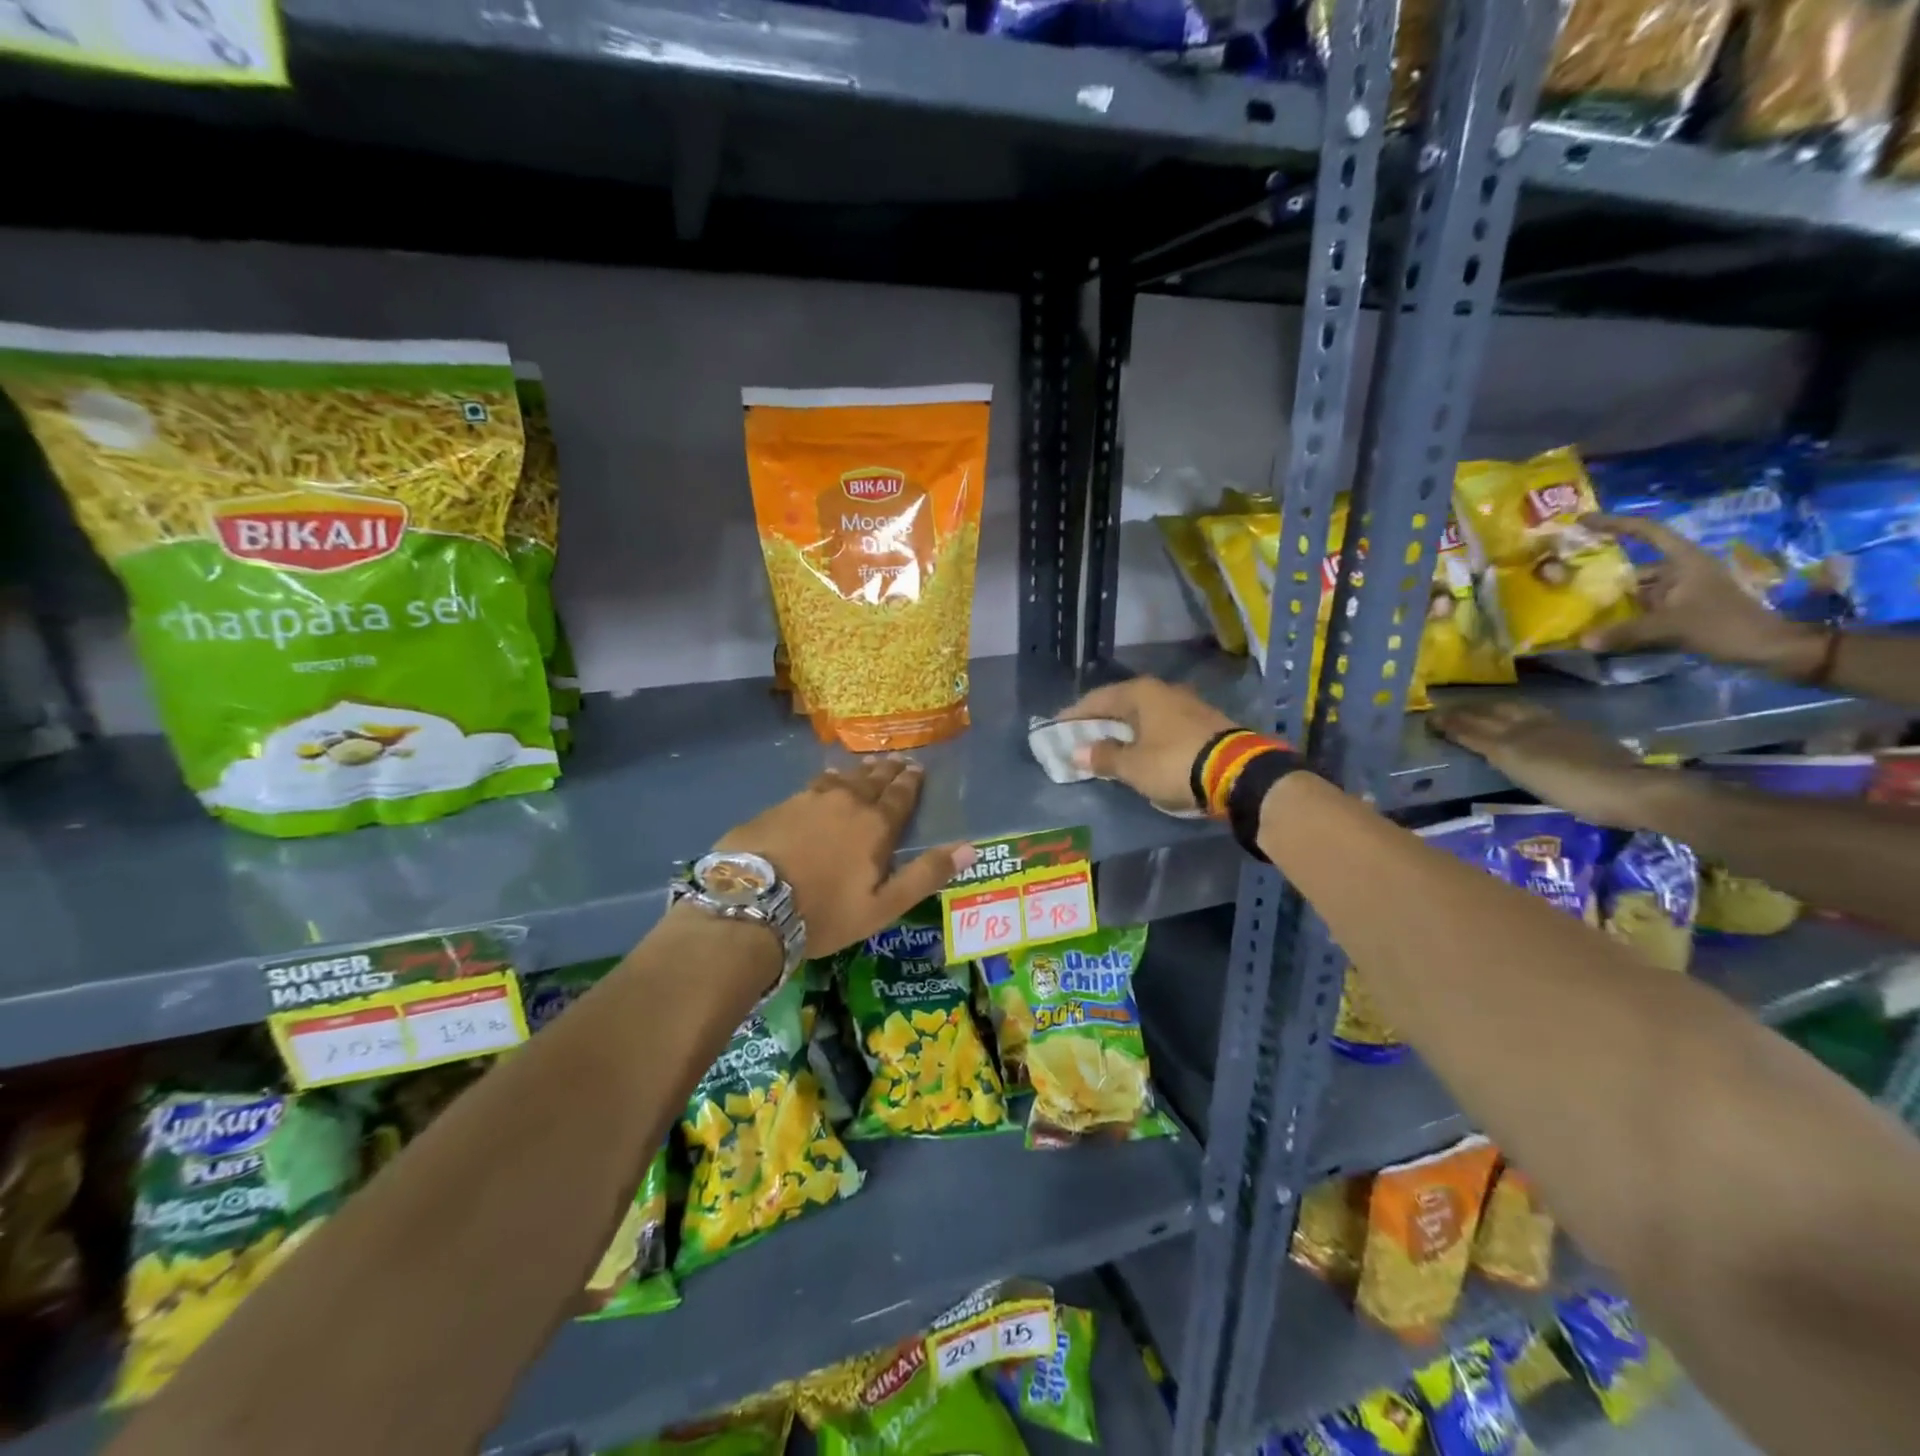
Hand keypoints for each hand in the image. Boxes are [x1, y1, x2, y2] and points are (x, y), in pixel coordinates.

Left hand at [717, 759, 975, 957]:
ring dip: (858, 771)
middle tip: (898, 759)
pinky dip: (826, 779)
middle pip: (872, 781)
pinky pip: (812, 785)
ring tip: (867, 764)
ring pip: (842, 778)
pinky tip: (825, 779)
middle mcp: (846, 803)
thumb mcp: (883, 906)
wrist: (752, 905)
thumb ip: (926, 875)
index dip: (910, 782)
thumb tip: (970, 848)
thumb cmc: (824, 912)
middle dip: (888, 770)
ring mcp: (809, 801)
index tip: (917, 768)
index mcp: (875, 826)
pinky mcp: (779, 807)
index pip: (899, 797)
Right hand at [1057, 677, 1239, 810]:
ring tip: (1108, 748)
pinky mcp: (1204, 723)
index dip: (1074, 715)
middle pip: (1122, 704)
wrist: (1239, 774)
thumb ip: (1104, 757)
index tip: (1056, 728)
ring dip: (1124, 731)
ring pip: (1144, 715)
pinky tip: (1141, 751)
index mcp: (1141, 693)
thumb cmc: (1174, 763)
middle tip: (1080, 739)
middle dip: (1100, 722)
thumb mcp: (1133, 766)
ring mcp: (1187, 705)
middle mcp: (1163, 691)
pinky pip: (1162, 727)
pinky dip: (1146, 737)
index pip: (1097, 699)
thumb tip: (1078, 752)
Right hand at [1430, 700, 1675, 829]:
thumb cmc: (1571, 790)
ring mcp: (1554, 726)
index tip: (1430, 718)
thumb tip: (1466, 734)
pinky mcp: (1574, 731)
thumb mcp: (1523, 774)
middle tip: (1447, 709)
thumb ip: (1495, 752)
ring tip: (1478, 707)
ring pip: (1513, 710)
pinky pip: (1533, 713)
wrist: (1628, 788)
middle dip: (1467, 711)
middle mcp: (1528, 726)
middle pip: (1491, 713)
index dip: (1451, 722)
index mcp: (1511, 739)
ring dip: (1491, 707)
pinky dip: (1516, 711)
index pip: (1473, 727)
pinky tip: (1518, 715)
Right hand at [1581, 513, 1823, 674]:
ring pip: (1637, 587)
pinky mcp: (1680, 609)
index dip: (1615, 523)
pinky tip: (1600, 622)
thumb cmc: (1725, 625)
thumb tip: (1583, 640)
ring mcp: (1681, 591)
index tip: (1582, 521)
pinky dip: (1622, 612)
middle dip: (1603, 568)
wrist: (1768, 648)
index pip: (1647, 532)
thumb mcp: (1673, 626)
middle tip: (1565, 572)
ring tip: (1575, 601)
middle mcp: (1682, 570)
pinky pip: (1642, 605)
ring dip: (1611, 594)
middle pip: (1635, 562)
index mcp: (1685, 561)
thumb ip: (1625, 632)